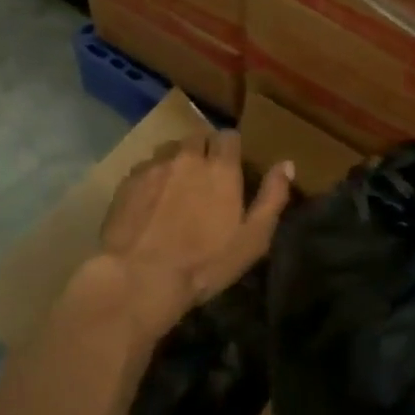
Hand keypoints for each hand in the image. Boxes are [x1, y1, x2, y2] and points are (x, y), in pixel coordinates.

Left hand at [96, 131, 293, 343]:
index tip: (232, 162)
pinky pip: (145, 167)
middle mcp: (188, 157)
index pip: (229, 136)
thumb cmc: (204, 263)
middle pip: (198, 136)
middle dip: (203, 149)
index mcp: (221, 167)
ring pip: (169, 149)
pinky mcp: (128, 181)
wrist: (140, 278)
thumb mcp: (252, 239)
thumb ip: (272, 198)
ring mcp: (154, 166)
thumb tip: (287, 164)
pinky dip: (152, 176)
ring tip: (176, 183)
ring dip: (176, 159)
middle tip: (204, 173)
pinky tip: (150, 198)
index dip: (231, 147)